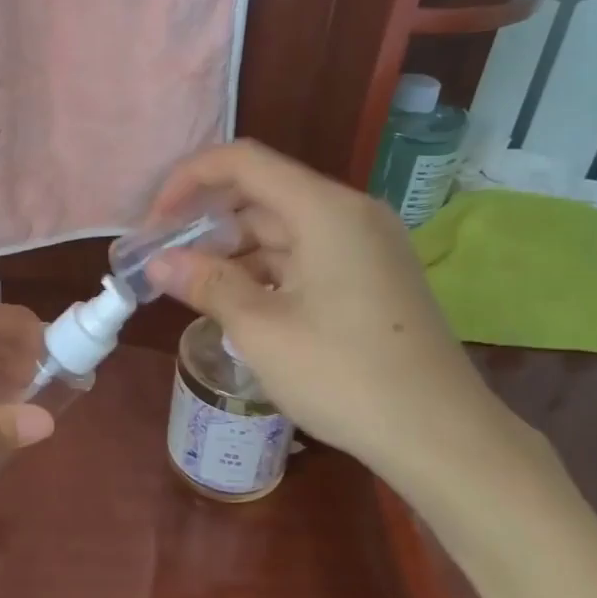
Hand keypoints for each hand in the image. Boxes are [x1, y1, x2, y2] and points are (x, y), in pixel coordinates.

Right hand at [145, 141, 547, 503]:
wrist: (441, 435)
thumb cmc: (344, 375)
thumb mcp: (262, 330)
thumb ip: (207, 284)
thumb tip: (158, 262)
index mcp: (325, 209)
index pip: (243, 162)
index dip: (189, 180)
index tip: (155, 222)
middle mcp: (350, 213)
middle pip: (264, 193)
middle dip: (208, 221)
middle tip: (165, 260)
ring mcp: (367, 245)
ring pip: (285, 228)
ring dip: (236, 250)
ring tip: (194, 287)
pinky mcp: (374, 276)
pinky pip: (309, 256)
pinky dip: (268, 270)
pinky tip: (241, 303)